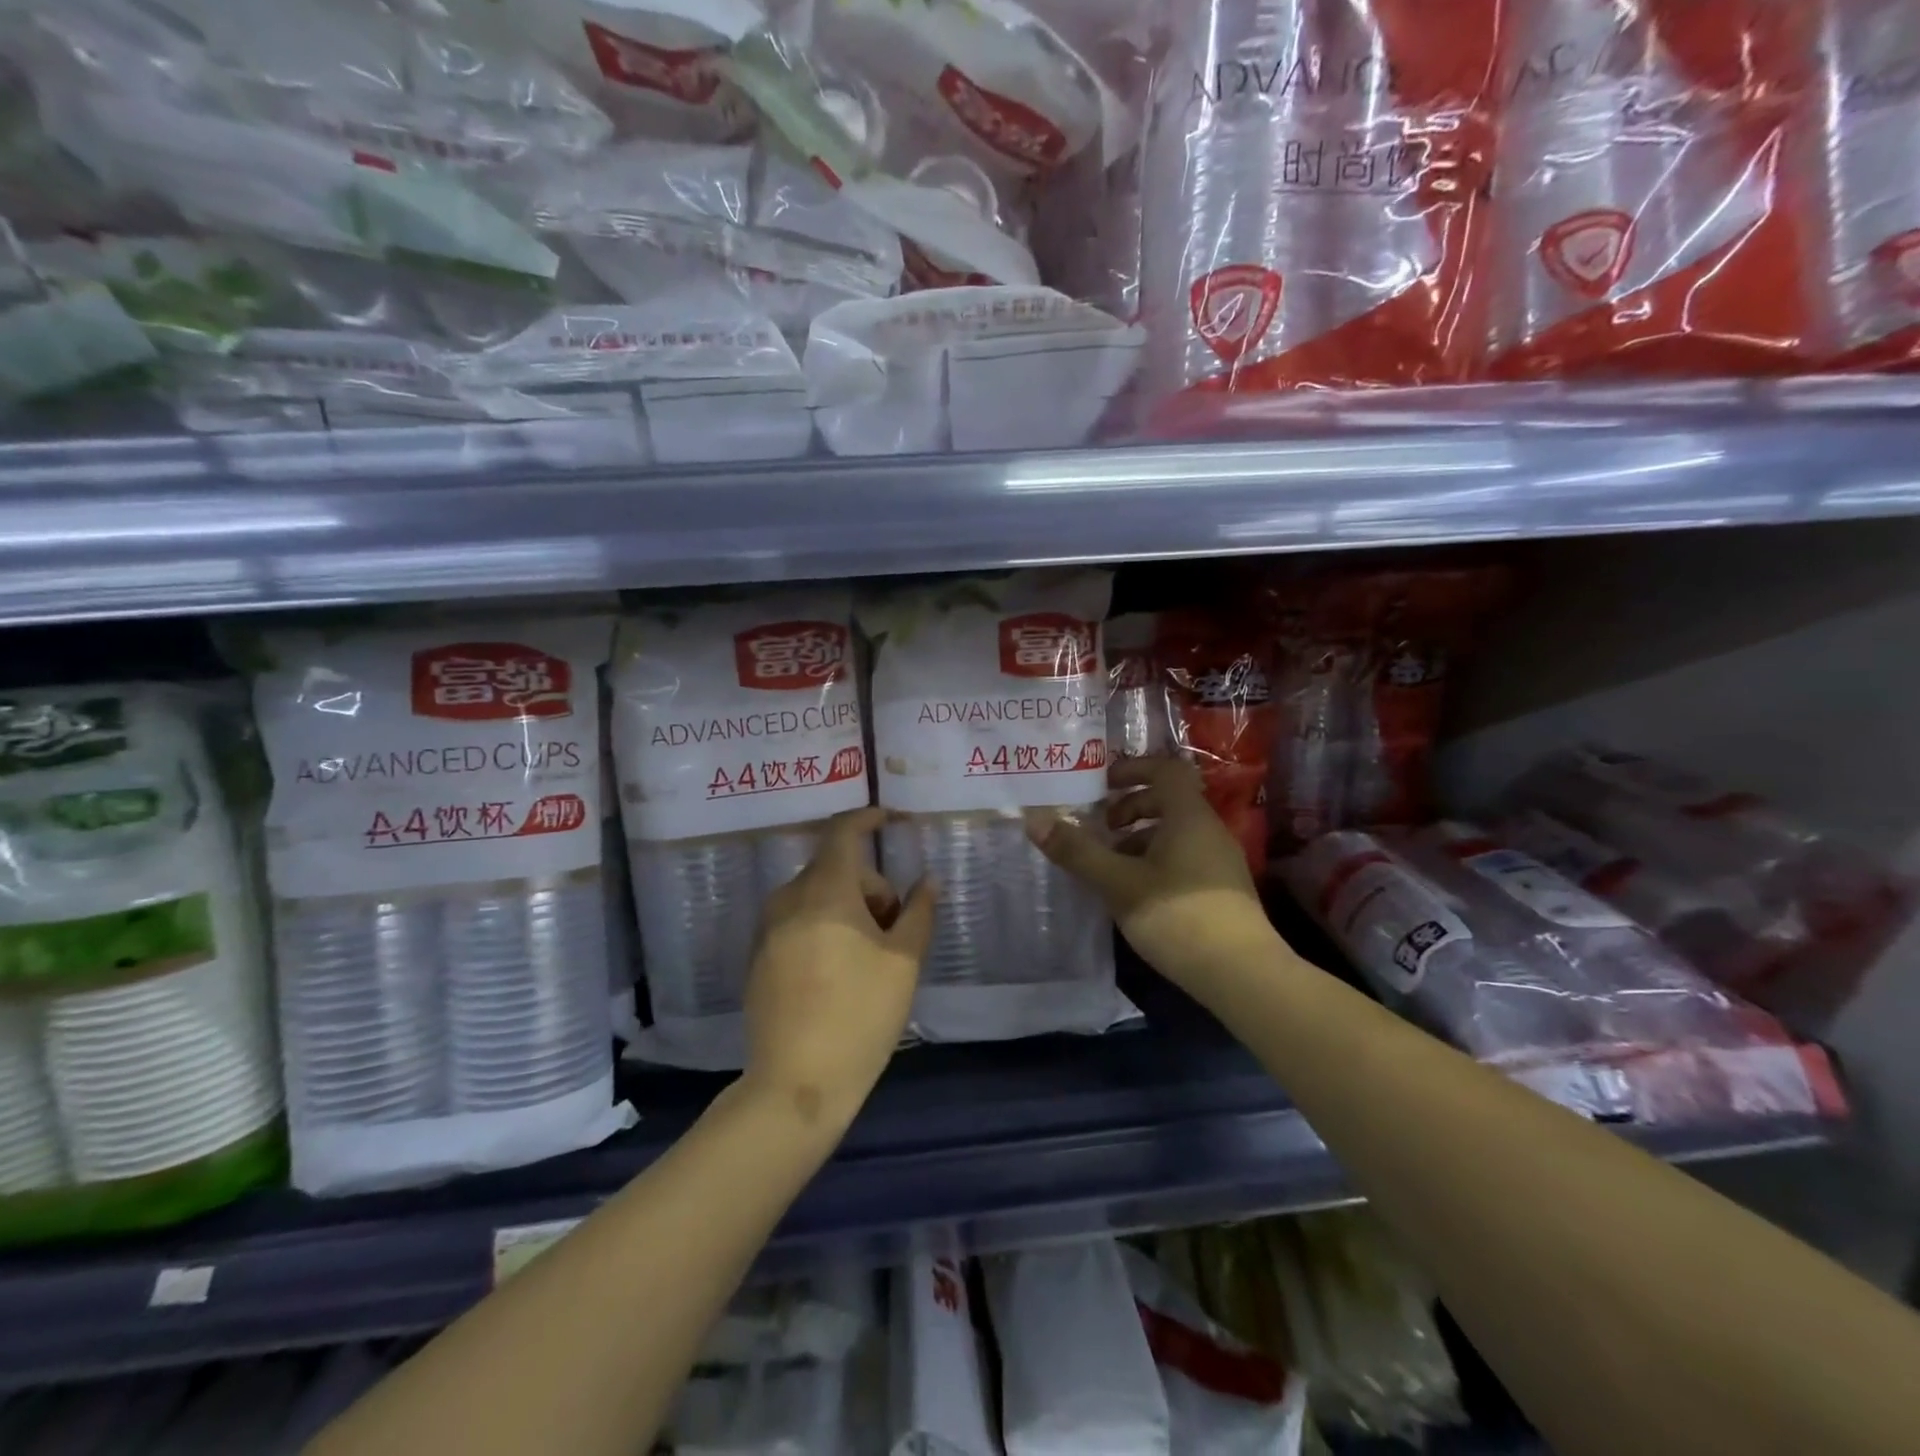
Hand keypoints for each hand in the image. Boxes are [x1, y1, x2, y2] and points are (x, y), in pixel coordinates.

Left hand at [742, 806, 936, 1132]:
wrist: (796, 1084)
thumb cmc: (860, 1015)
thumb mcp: (903, 962)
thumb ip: (918, 912)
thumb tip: (928, 880)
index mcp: (824, 891)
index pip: (843, 832)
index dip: (868, 818)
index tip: (891, 819)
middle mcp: (788, 899)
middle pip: (835, 869)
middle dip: (870, 886)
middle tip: (896, 928)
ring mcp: (766, 929)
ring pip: (815, 896)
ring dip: (847, 907)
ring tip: (871, 955)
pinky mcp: (758, 958)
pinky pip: (796, 921)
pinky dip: (823, 926)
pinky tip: (838, 971)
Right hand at [1026, 757, 1275, 991]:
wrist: (1243, 975)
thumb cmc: (1178, 916)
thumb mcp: (1118, 883)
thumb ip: (1077, 851)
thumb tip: (1034, 820)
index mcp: (1189, 817)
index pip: (1165, 769)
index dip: (1133, 769)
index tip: (1101, 784)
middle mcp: (1209, 831)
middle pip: (1169, 801)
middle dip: (1130, 808)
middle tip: (1101, 829)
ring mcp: (1219, 861)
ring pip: (1175, 833)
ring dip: (1140, 839)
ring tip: (1111, 866)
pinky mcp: (1222, 890)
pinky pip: (1183, 858)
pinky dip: (1155, 861)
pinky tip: (1136, 894)